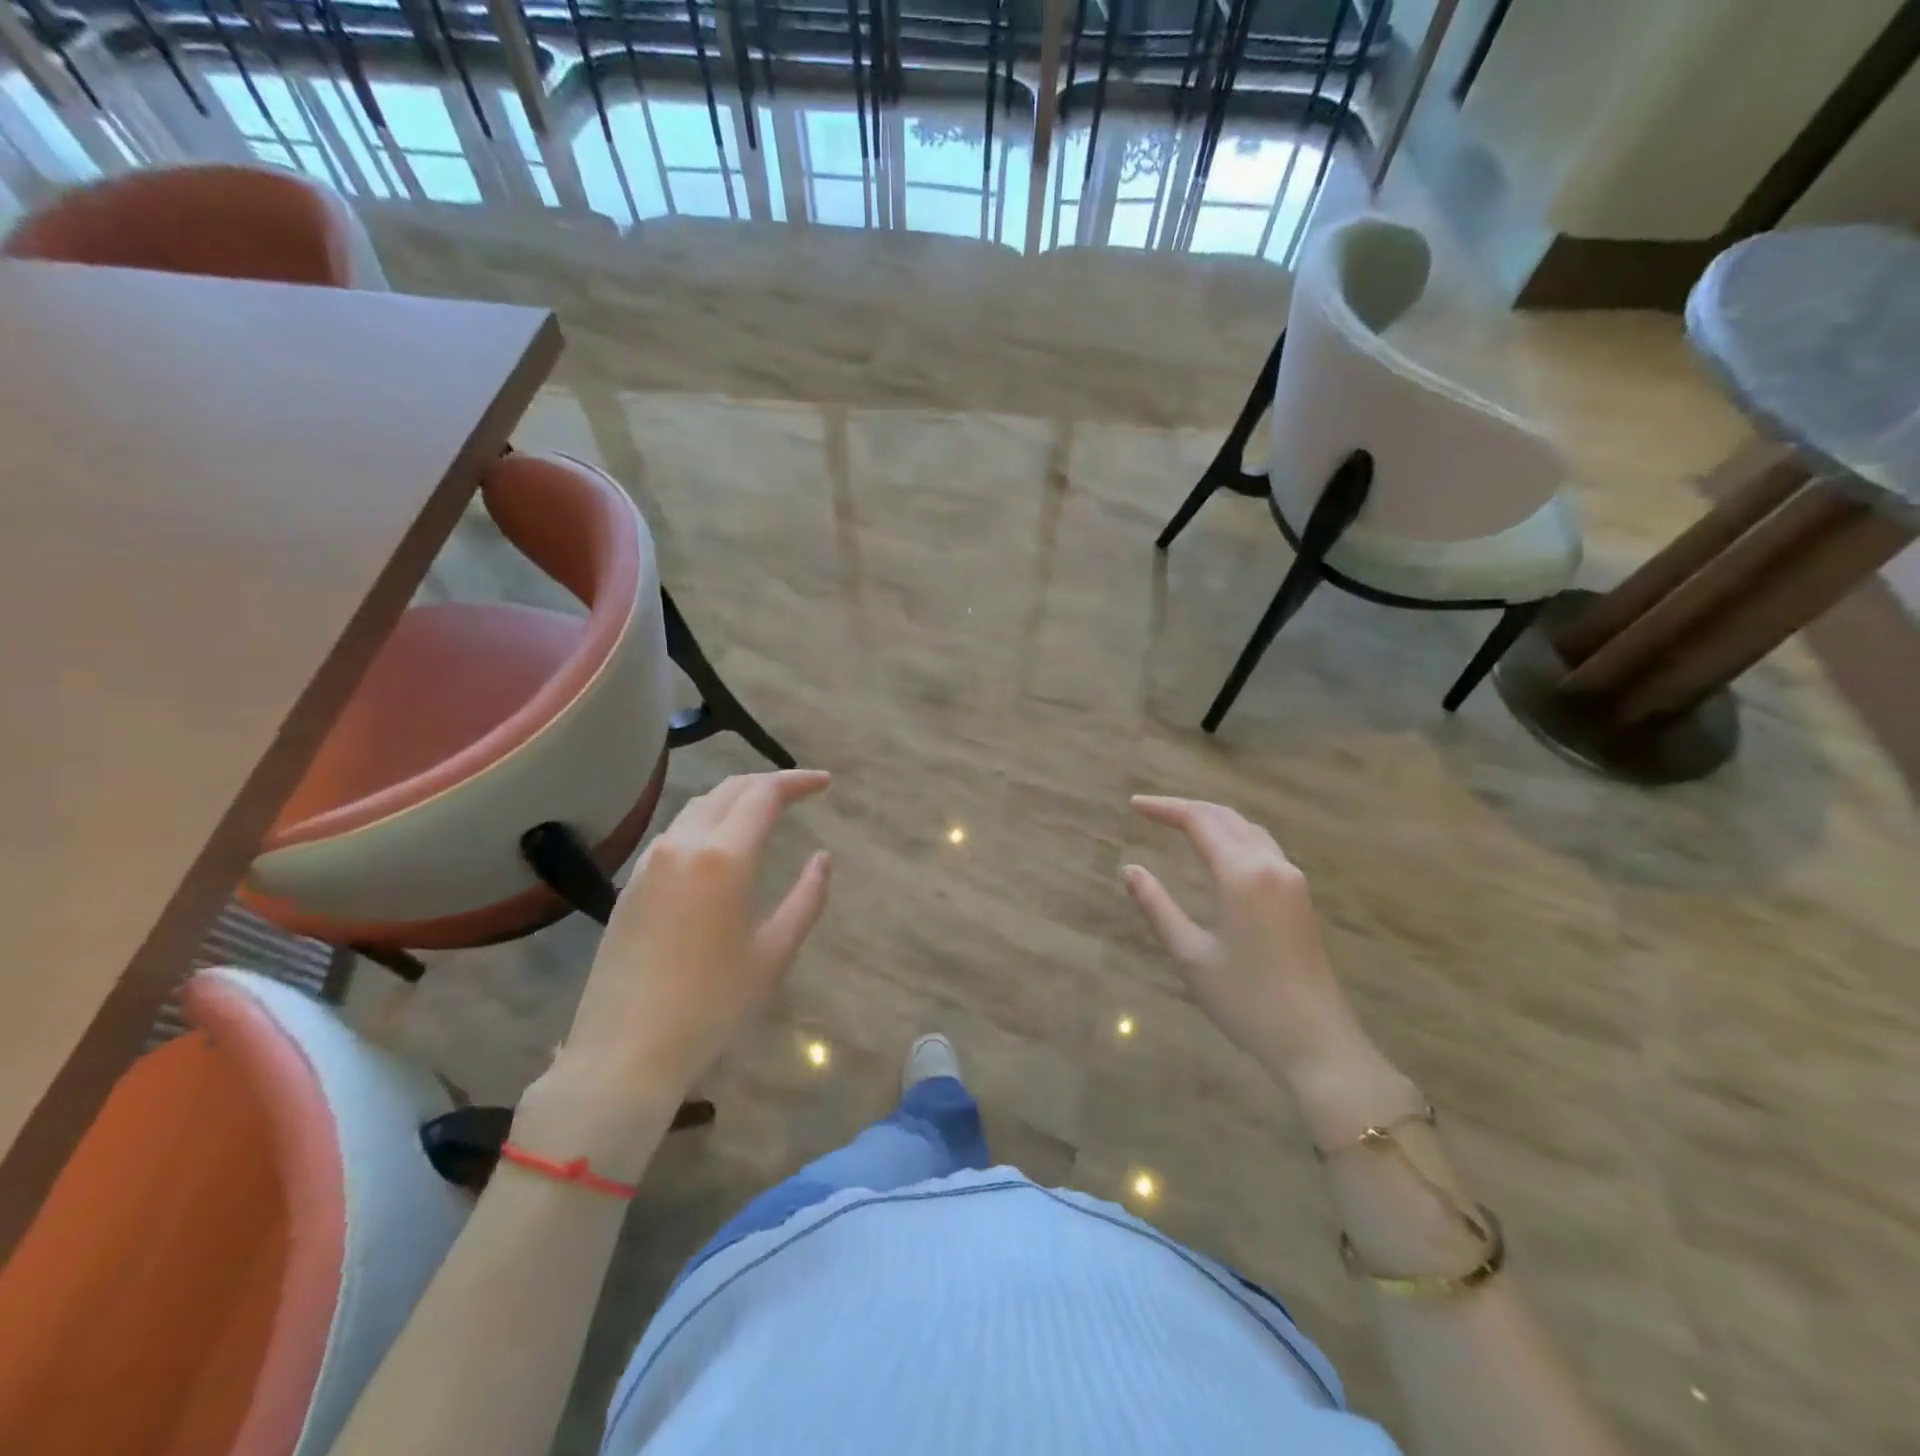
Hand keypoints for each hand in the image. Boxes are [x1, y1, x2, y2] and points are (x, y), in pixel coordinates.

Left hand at [550, 770, 832, 1103]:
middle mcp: (682, 845)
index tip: (825, 783)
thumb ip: (806, 898)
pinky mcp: (631, 884)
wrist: (623, 1053)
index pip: (764, 794)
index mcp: (723, 857)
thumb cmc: (711, 1006)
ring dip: (735, 799)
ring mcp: (649, 862)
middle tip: (801, 791)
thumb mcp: (774, 954)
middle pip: (729, 790)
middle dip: (768, 782)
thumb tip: (821, 858)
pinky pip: (675, 832)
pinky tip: (720, 845)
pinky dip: (707, 821)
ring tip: (764, 812)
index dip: (797, 781)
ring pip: (698, 807)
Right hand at [1122, 796, 1379, 1092]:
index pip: (1200, 822)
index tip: (1134, 805)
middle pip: (1226, 817)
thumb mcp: (1190, 955)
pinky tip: (1219, 850)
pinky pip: (1262, 847)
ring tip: (1179, 823)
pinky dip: (1233, 835)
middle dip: (1187, 808)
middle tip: (1151, 810)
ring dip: (1213, 819)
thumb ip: (1157, 906)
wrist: (1316, 1042)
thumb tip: (1130, 870)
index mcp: (1242, 875)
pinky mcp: (1300, 897)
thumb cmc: (1246, 1001)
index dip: (1165, 808)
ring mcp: (1292, 880)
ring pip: (1248, 829)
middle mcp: (1271, 865)